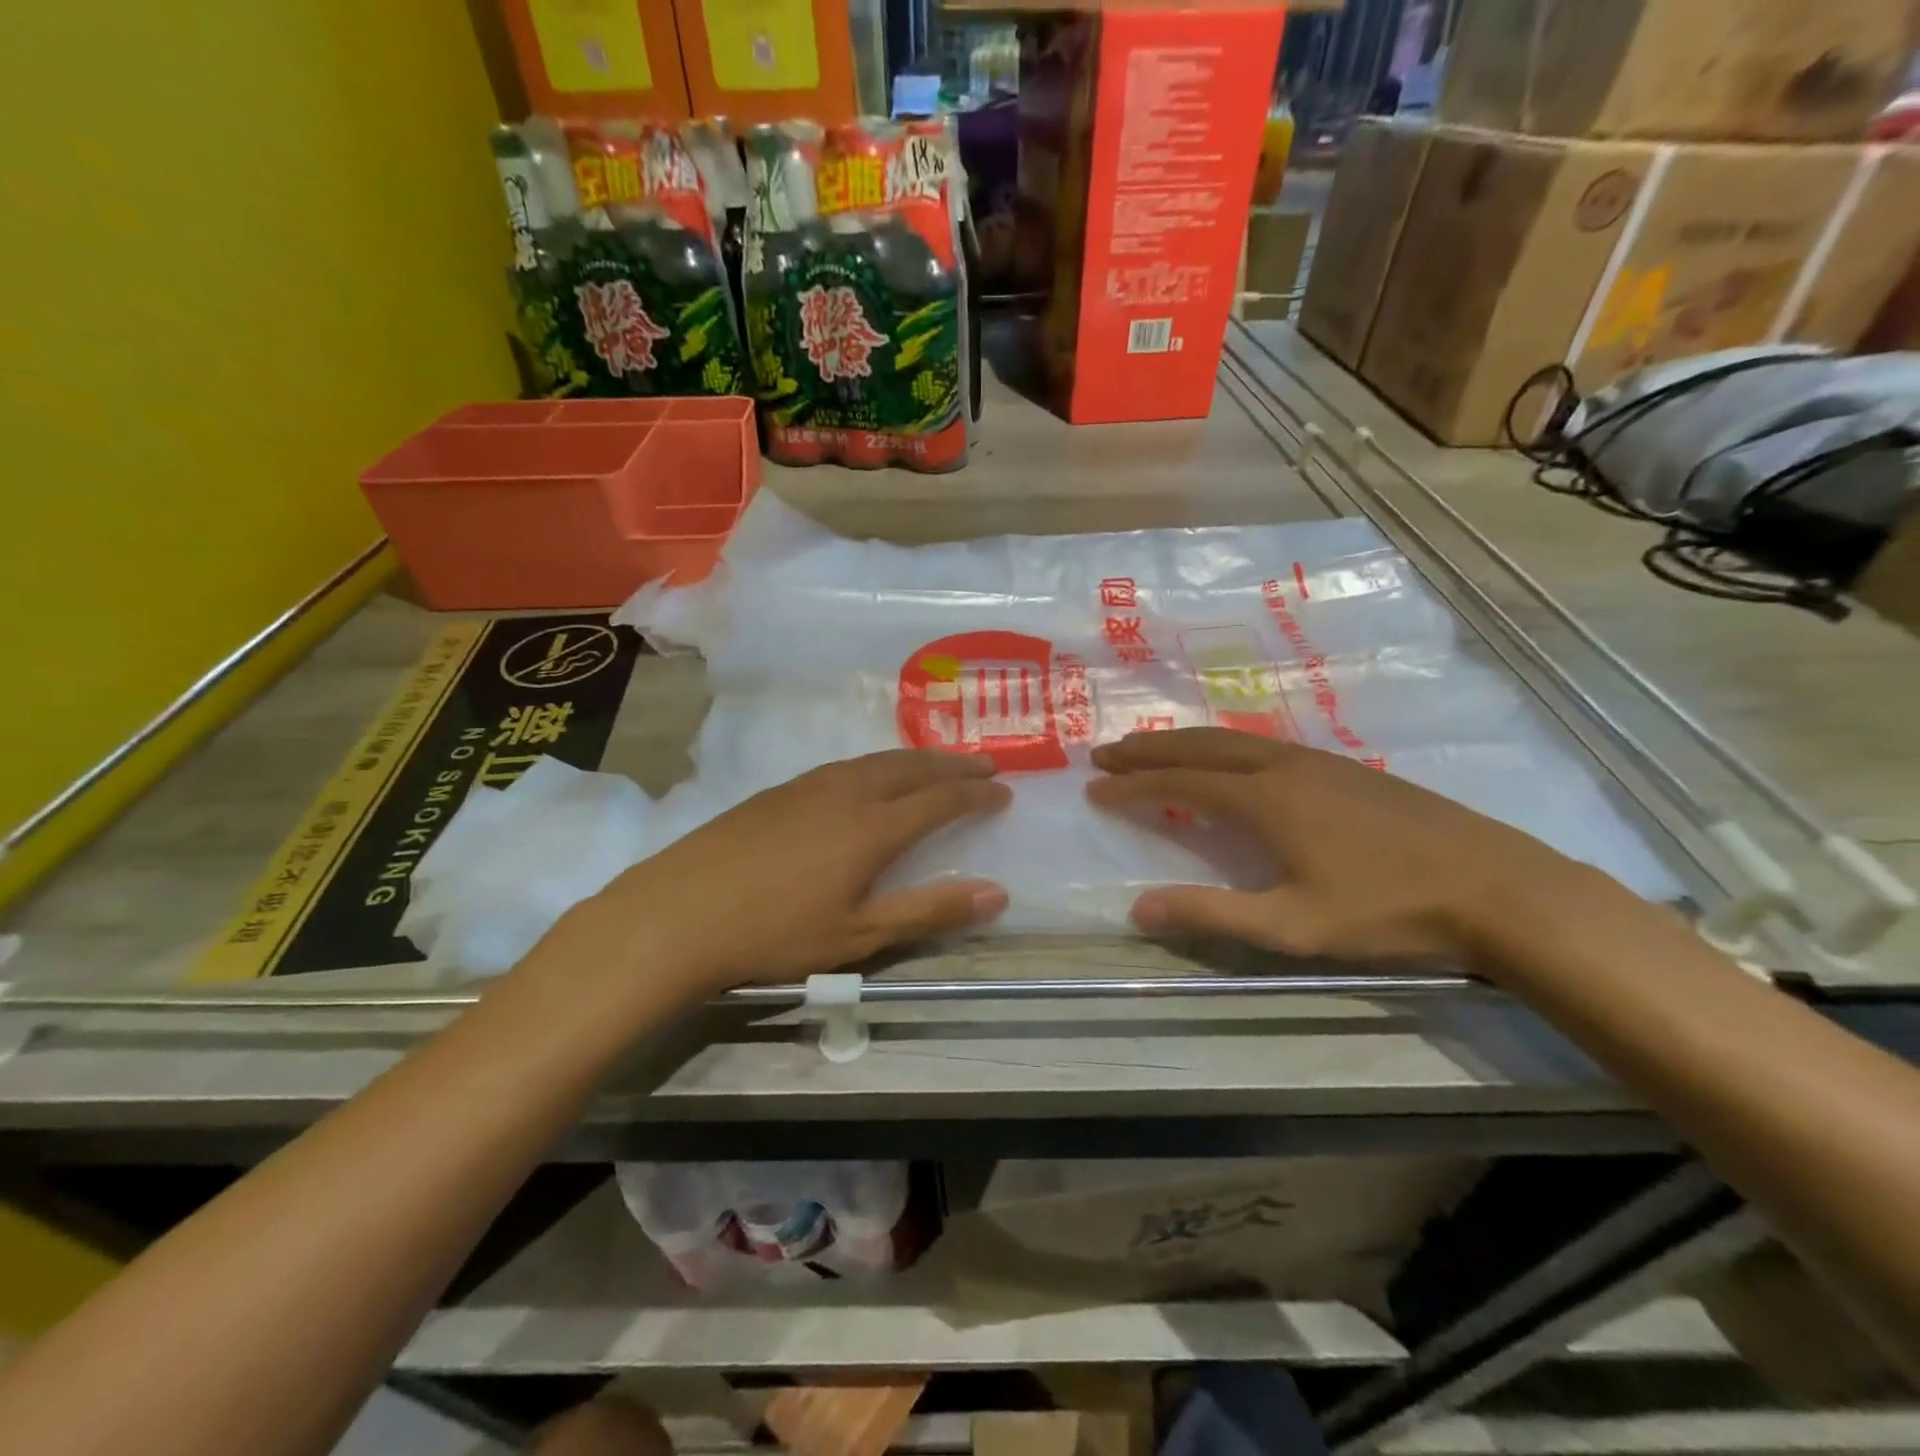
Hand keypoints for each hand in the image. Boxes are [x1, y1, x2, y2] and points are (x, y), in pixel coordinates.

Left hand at [539, 750, 1010, 998]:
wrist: (679, 913)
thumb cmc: (776, 933)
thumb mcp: (861, 934)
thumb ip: (930, 911)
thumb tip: (998, 894)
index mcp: (873, 826)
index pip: (940, 799)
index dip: (976, 794)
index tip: (1004, 791)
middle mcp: (847, 792)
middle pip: (912, 766)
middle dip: (953, 763)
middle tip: (984, 763)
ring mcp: (809, 786)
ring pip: (876, 760)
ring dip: (916, 759)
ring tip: (937, 764)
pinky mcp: (778, 791)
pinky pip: (846, 765)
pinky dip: (878, 764)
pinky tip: (870, 778)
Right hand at [1088, 728, 1616, 970]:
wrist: (1496, 887)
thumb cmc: (1387, 910)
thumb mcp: (1292, 925)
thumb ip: (1211, 913)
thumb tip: (1136, 908)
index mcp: (1264, 799)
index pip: (1180, 783)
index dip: (1133, 785)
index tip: (1094, 786)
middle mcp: (1283, 766)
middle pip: (1200, 746)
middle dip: (1148, 748)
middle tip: (1106, 752)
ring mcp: (1318, 761)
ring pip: (1233, 738)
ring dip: (1185, 742)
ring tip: (1151, 749)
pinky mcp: (1345, 768)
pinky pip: (1262, 743)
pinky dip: (1222, 745)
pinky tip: (1227, 759)